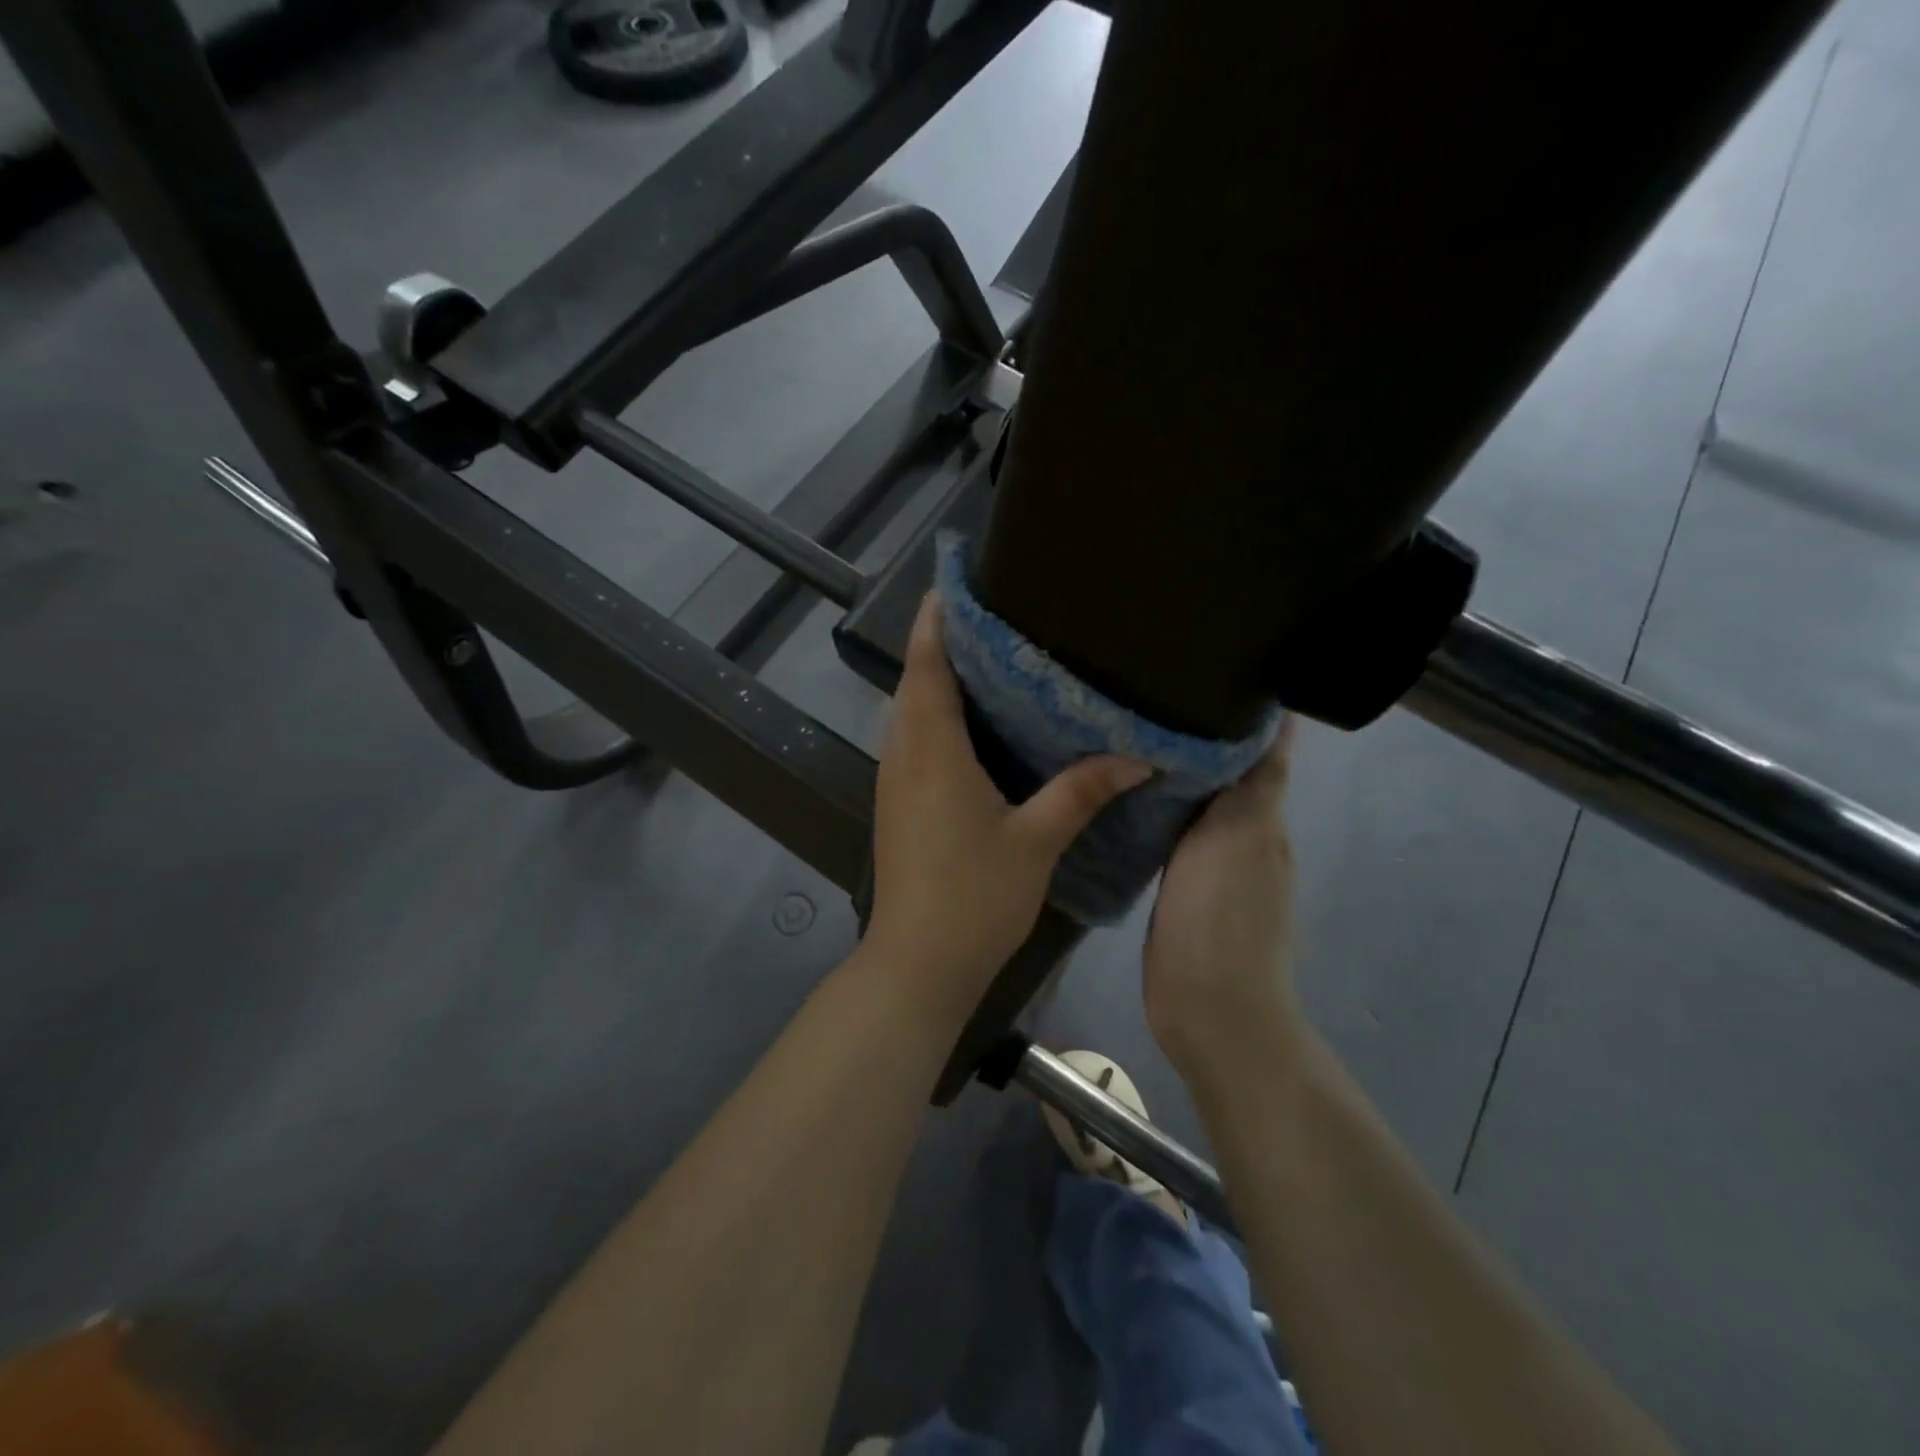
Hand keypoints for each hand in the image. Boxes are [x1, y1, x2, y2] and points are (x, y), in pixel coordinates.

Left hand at [864, 594, 1150, 1016]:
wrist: (919, 962)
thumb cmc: (974, 896)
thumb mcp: (1037, 839)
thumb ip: (1083, 790)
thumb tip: (1138, 755)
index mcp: (932, 748)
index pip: (927, 664)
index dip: (938, 619)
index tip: (960, 583)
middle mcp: (904, 753)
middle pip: (917, 679)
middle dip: (946, 641)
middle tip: (997, 614)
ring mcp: (895, 779)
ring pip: (912, 710)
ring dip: (940, 678)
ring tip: (993, 656)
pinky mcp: (898, 802)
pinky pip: (915, 739)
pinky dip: (939, 715)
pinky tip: (979, 723)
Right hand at [1142, 724, 1300, 1079]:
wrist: (1208, 1008)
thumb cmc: (1221, 917)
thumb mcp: (1240, 835)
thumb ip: (1254, 781)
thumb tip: (1277, 720)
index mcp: (1261, 818)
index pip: (1256, 753)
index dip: (1238, 715)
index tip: (1202, 671)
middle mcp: (1241, 836)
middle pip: (1221, 774)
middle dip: (1196, 738)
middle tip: (1149, 696)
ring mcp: (1210, 865)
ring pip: (1193, 804)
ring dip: (1171, 776)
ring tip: (1128, 737)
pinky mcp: (1179, 888)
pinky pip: (1168, 835)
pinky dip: (1154, 811)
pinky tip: (1123, 797)